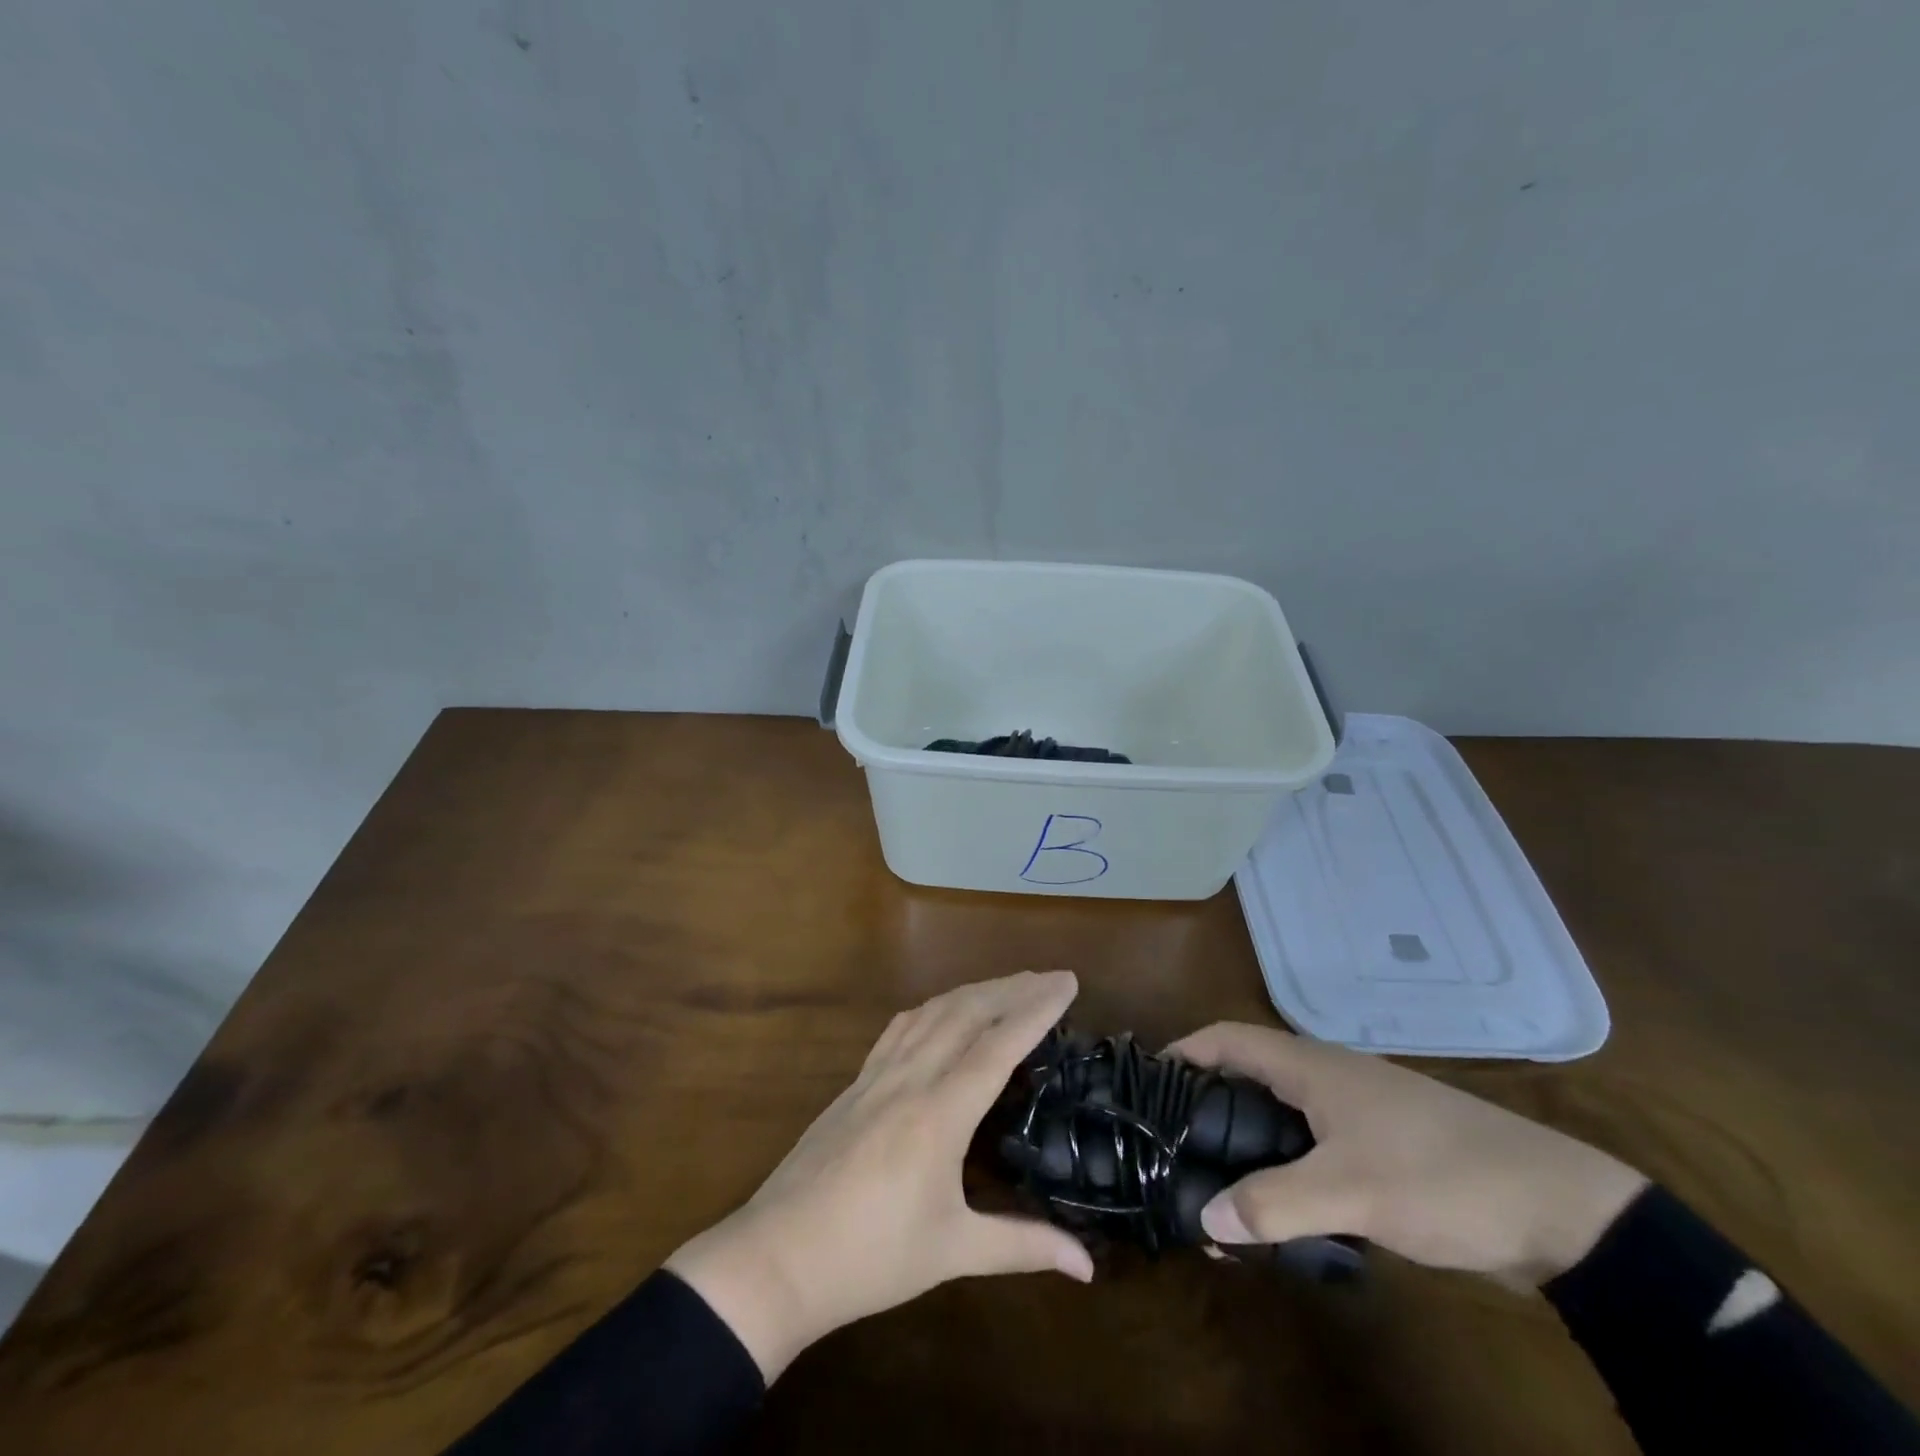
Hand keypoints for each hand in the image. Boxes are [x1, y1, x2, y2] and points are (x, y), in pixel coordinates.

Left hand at [666, 971, 1093, 1380]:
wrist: (777, 1257)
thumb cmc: (870, 1258)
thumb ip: (1022, 1246)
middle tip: (1051, 977)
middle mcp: (910, 1078)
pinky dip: (933, 1007)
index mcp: (939, 1113)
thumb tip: (1087, 1267)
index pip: (998, 1044)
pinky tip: (940, 1011)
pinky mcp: (855, 1082)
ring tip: (1009, 985)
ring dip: (975, 990)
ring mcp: (878, 1075)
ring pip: (933, 1012)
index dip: (1036, 1010)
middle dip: (1013, 989)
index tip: (1067, 983)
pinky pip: (901, 1026)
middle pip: (967, 1012)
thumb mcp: (953, 1252)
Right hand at [1169, 1022, 1648, 1287]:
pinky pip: (1311, 1145)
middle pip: (1247, 1075)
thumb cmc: (1441, 1176)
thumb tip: (1204, 1221)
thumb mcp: (1352, 1193)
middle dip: (1205, 1104)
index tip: (1146, 1082)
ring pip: (1279, 1115)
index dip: (1183, 1051)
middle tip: (1169, 1143)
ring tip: (1210, 1182)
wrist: (1559, 1210)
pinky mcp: (1378, 1147)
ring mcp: (1355, 1112)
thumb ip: (1274, 1204)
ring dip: (1244, 1142)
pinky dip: (1283, 1166)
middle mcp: (1326, 1077)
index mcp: (1311, 1065)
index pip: (1227, 1039)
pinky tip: (1275, 1206)